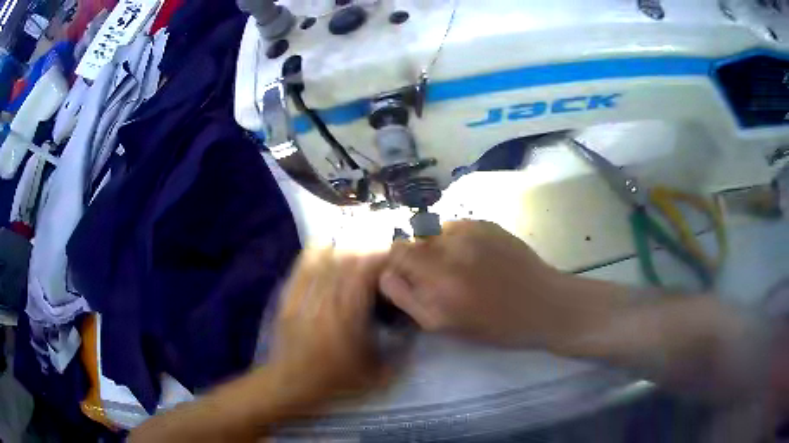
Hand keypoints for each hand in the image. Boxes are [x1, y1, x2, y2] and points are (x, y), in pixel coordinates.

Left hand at [267, 249, 391, 407]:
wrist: (291, 383)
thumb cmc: (335, 380)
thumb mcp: (377, 374)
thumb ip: (399, 352)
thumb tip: (412, 330)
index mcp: (349, 315)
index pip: (366, 271)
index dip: (383, 260)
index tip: (394, 262)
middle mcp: (326, 298)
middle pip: (347, 259)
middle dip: (367, 252)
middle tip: (379, 258)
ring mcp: (305, 294)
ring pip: (327, 258)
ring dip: (346, 251)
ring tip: (356, 255)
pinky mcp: (290, 294)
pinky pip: (304, 263)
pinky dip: (318, 252)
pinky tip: (328, 252)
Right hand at [380, 220, 576, 347]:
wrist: (544, 304)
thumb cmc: (495, 325)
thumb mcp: (444, 326)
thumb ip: (408, 299)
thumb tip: (388, 274)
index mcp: (438, 280)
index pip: (396, 252)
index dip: (397, 265)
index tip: (408, 279)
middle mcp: (451, 248)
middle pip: (413, 238)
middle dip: (415, 256)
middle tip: (435, 276)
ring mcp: (471, 231)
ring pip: (434, 231)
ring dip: (436, 247)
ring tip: (459, 266)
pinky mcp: (487, 223)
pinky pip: (456, 227)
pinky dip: (456, 240)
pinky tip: (476, 257)